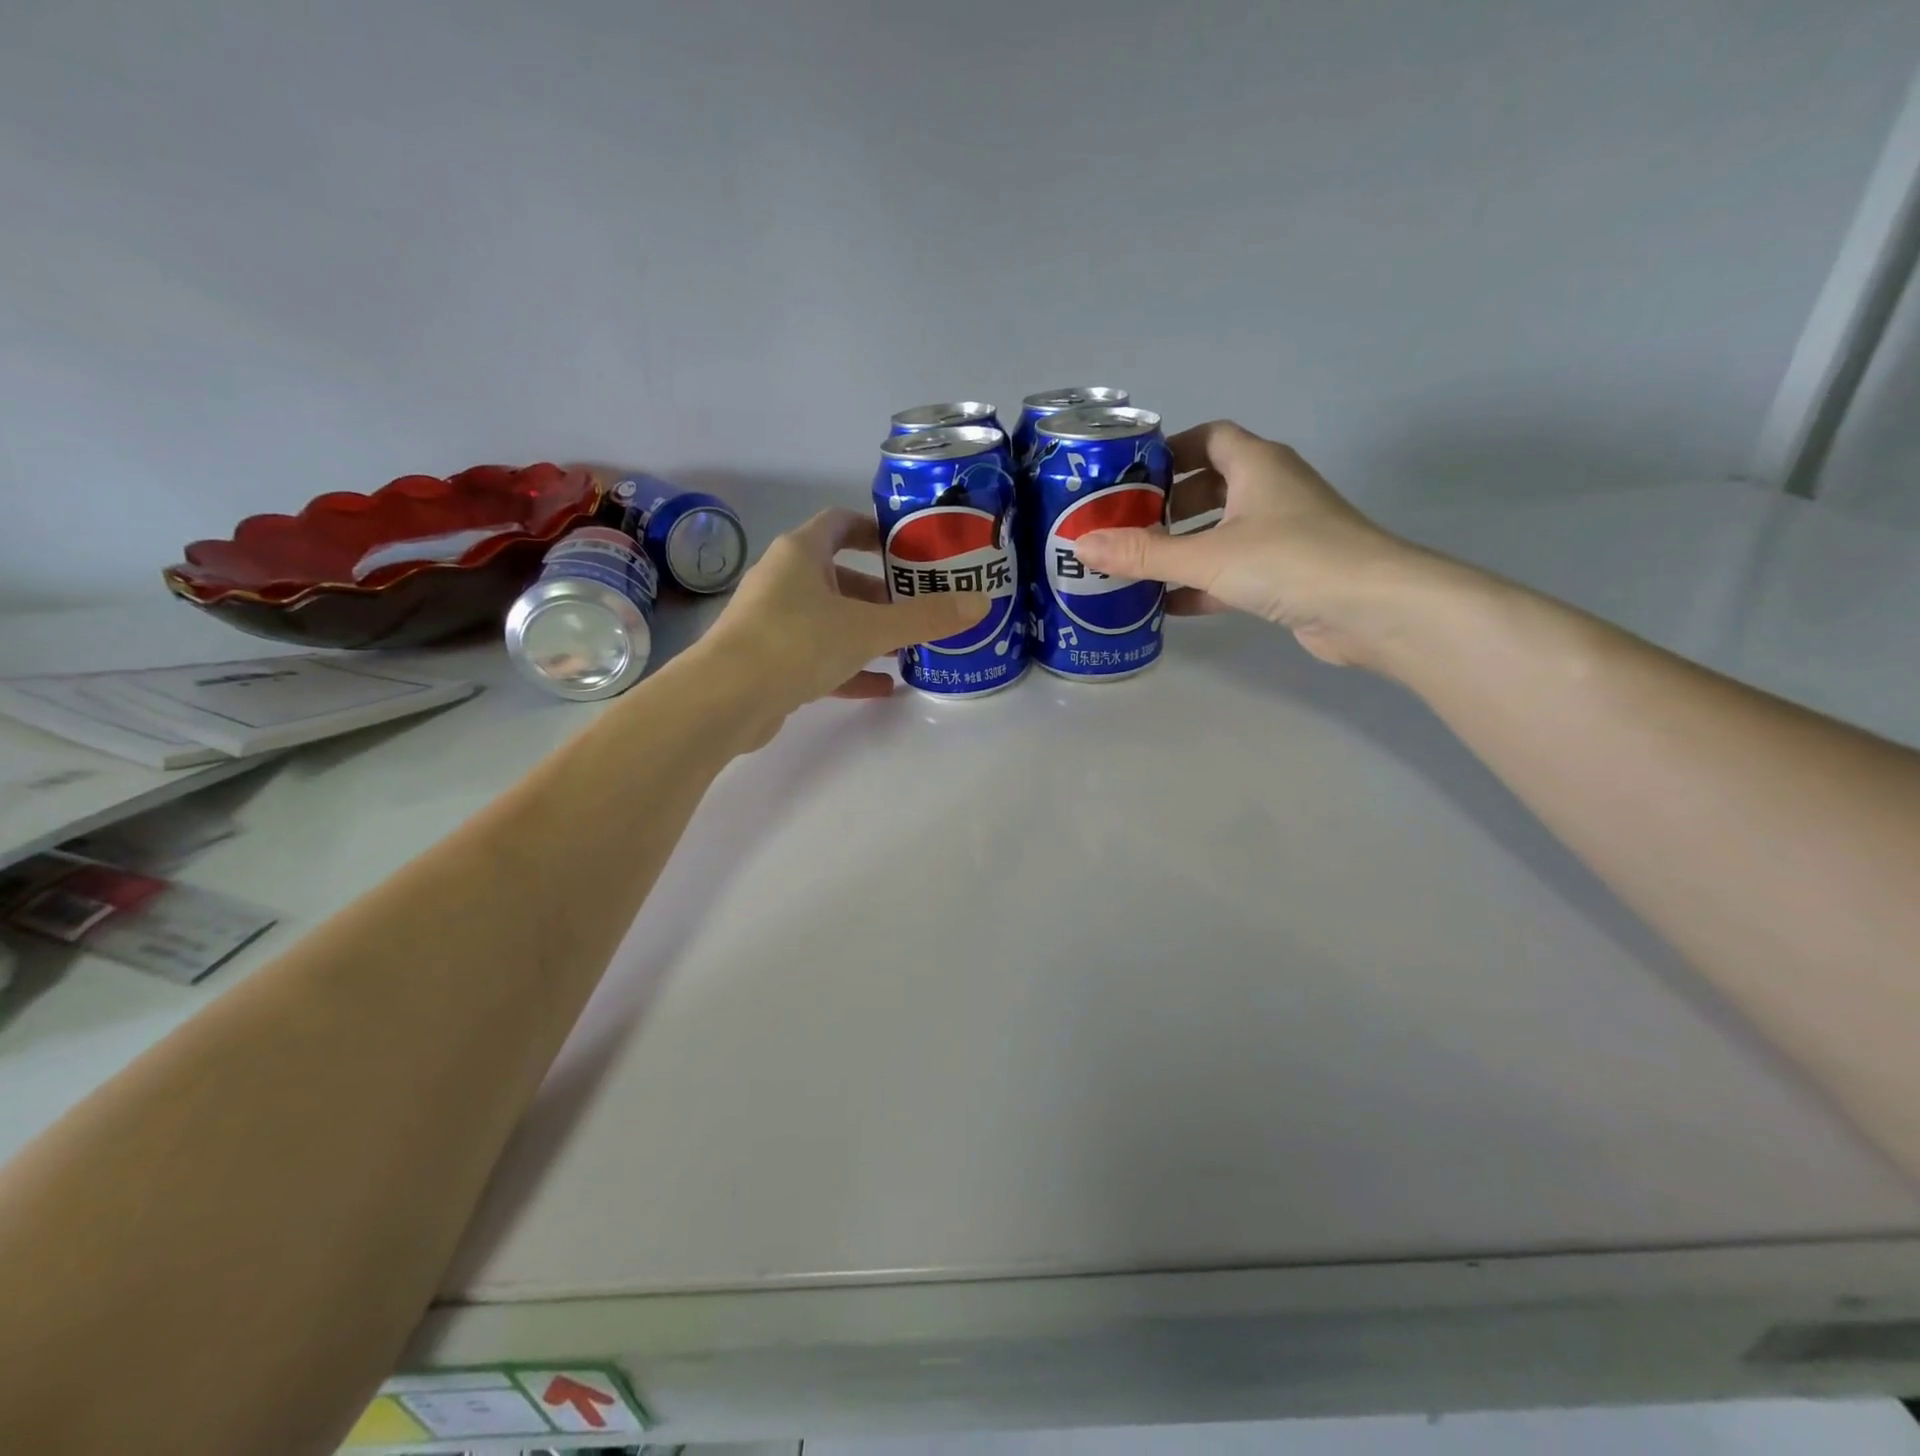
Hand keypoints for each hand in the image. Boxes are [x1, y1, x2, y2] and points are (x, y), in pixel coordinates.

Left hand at [698, 507, 989, 721]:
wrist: (725, 699)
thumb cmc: (796, 642)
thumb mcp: (869, 628)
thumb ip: (924, 617)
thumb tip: (980, 603)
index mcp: (801, 554)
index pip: (839, 524)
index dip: (873, 530)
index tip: (906, 548)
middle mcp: (784, 582)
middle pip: (839, 578)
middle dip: (880, 593)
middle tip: (918, 608)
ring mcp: (774, 624)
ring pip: (830, 621)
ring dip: (867, 633)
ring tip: (908, 649)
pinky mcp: (771, 664)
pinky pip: (819, 659)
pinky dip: (850, 668)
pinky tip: (884, 686)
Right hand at [1073, 420, 1434, 669]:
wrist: (1371, 608)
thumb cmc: (1289, 560)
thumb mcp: (1206, 555)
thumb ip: (1143, 553)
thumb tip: (1081, 546)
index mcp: (1257, 465)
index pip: (1208, 438)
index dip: (1169, 451)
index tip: (1129, 476)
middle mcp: (1271, 491)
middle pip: (1210, 486)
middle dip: (1167, 506)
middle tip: (1125, 528)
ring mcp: (1282, 533)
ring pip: (1220, 531)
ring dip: (1182, 547)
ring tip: (1137, 566)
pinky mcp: (1287, 574)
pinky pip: (1233, 570)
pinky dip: (1202, 583)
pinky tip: (1168, 605)